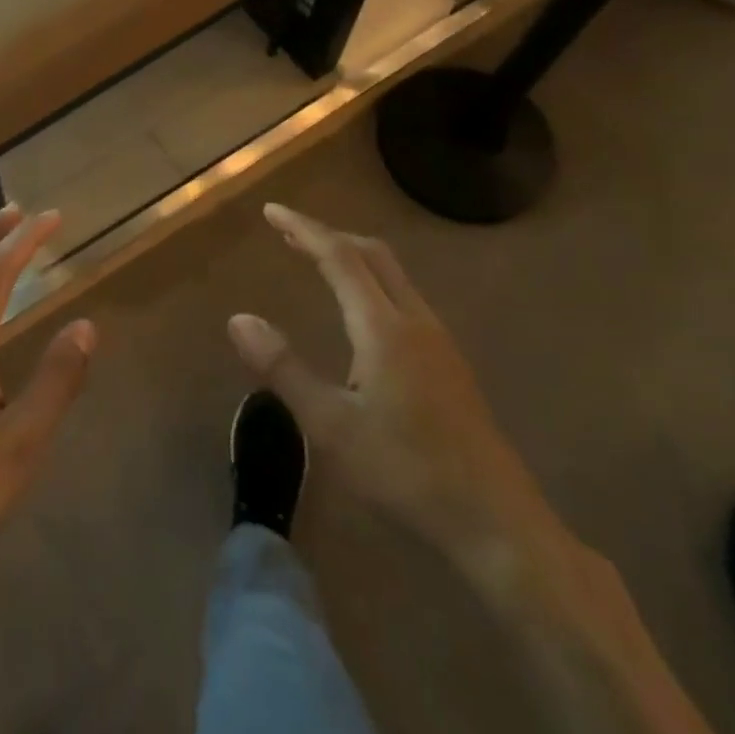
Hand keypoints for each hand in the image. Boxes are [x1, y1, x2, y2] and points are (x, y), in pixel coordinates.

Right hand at [227, 204, 554, 570]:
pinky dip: (370, 281)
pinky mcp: (449, 364)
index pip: (340, 258)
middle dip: (328, 235)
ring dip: (352, 257)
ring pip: (393, 275)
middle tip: (288, 232)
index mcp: (384, 328)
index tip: (272, 211)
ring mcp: (439, 342)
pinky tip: (359, 311)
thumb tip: (239, 318)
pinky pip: (403, 298)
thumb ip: (283, 368)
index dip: (304, 230)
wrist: (496, 522)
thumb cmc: (405, 472)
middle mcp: (415, 322)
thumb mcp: (330, 425)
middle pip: (373, 255)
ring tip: (316, 260)